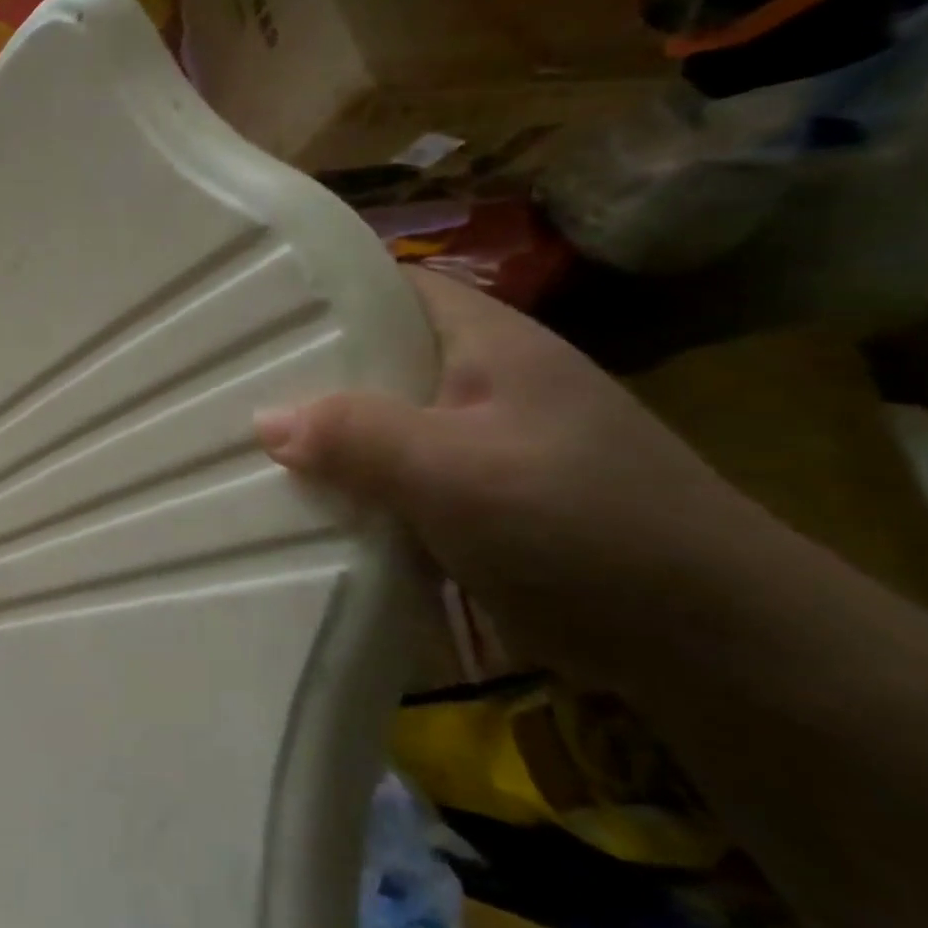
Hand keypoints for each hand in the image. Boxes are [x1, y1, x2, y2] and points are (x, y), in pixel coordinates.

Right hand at [252, 268, 768, 694]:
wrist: (704, 640)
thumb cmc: (584, 526)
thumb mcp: (460, 472)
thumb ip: (360, 436)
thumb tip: (263, 421)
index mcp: (483, 340)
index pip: (385, 287)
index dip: (315, 294)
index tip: (244, 318)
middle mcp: (475, 379)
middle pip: (370, 359)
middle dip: (302, 375)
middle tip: (223, 390)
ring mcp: (474, 440)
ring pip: (375, 422)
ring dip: (321, 438)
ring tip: (242, 445)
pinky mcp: (470, 496)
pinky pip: (389, 475)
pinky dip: (348, 484)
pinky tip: (300, 502)